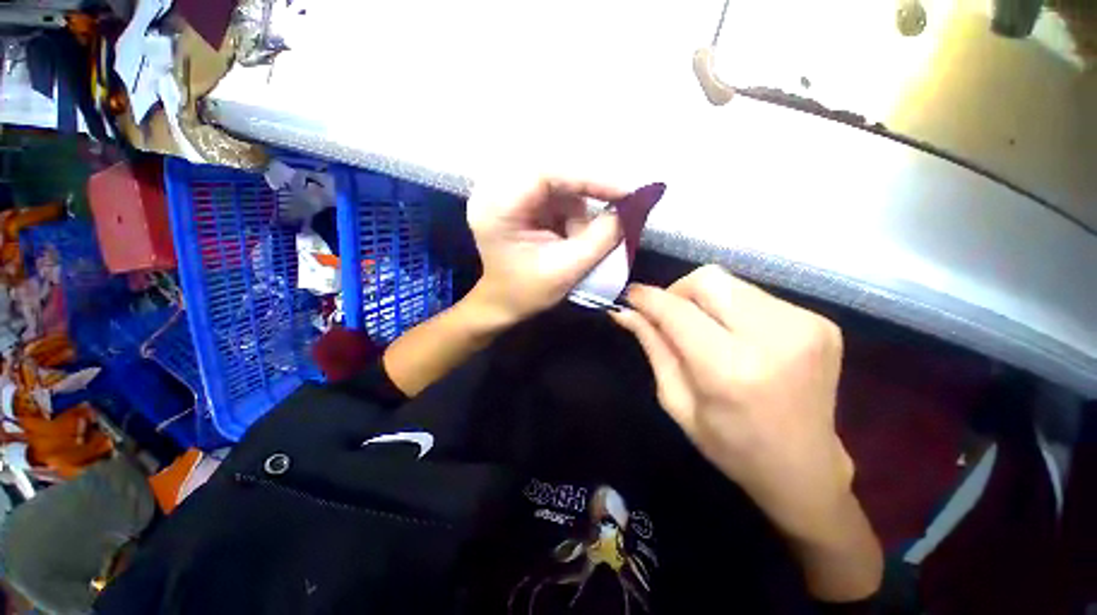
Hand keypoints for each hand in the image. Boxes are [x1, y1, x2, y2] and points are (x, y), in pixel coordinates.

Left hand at [467, 175, 626, 324]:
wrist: (501, 304)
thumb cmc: (527, 293)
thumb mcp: (566, 269)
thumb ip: (601, 238)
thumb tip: (630, 209)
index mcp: (498, 208)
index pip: (545, 174)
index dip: (589, 178)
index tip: (625, 193)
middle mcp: (497, 192)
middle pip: (553, 176)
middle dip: (587, 195)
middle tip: (616, 210)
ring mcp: (507, 195)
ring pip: (558, 187)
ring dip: (577, 213)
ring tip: (578, 243)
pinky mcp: (519, 203)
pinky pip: (555, 198)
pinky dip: (571, 216)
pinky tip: (569, 239)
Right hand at [611, 266, 853, 542]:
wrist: (806, 468)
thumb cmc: (730, 445)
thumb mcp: (677, 401)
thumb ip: (653, 346)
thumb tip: (625, 312)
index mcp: (732, 370)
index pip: (678, 311)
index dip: (649, 298)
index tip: (631, 295)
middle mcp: (774, 338)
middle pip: (708, 279)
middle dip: (679, 292)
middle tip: (670, 317)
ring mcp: (806, 326)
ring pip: (731, 283)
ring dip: (706, 300)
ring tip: (705, 330)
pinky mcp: (822, 322)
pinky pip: (757, 296)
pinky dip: (734, 308)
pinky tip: (737, 337)